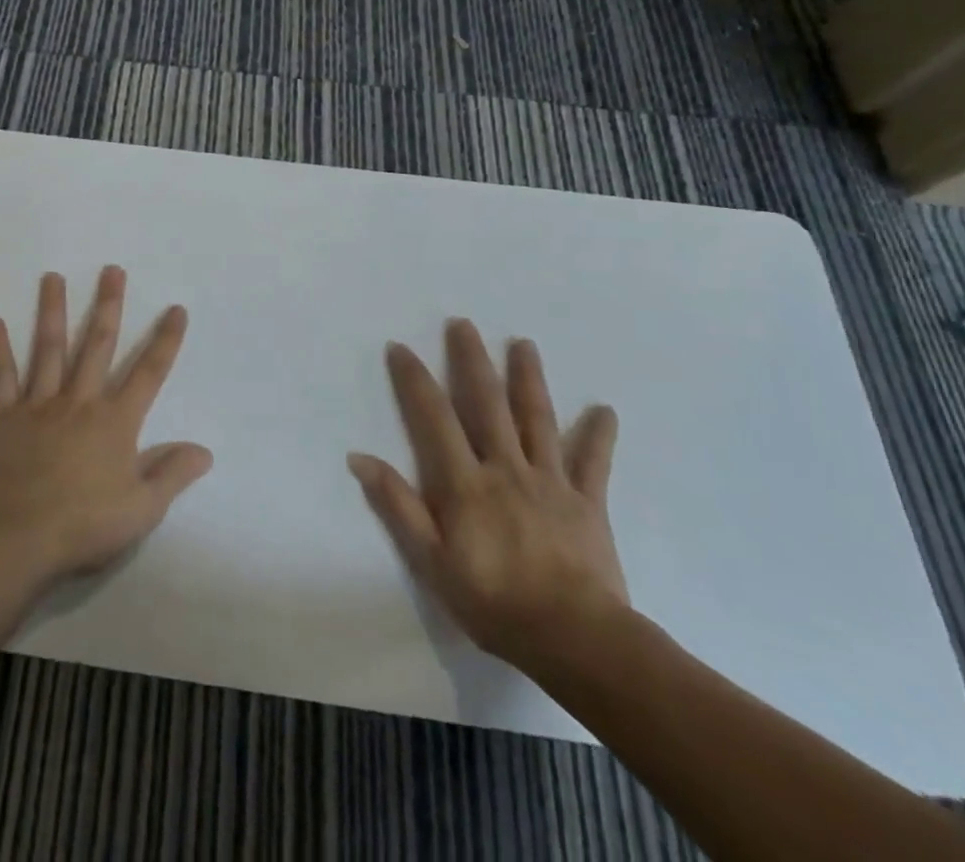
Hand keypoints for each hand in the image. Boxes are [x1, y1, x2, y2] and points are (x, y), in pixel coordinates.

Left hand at [0, 266, 213, 588]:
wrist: (15, 537)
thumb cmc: (82, 525)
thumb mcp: (141, 510)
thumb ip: (172, 475)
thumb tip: (205, 450)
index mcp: (115, 422)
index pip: (149, 373)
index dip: (165, 341)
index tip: (175, 309)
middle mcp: (80, 402)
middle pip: (97, 345)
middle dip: (108, 305)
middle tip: (112, 270)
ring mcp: (40, 404)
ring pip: (49, 348)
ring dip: (53, 311)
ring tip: (52, 277)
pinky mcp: (5, 415)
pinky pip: (2, 376)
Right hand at [348, 318, 626, 675]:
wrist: (577, 641)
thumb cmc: (494, 602)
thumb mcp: (431, 561)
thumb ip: (398, 506)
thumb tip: (360, 458)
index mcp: (466, 482)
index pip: (434, 418)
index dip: (415, 380)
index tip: (401, 347)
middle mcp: (506, 468)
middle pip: (487, 403)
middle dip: (472, 360)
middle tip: (463, 324)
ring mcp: (550, 482)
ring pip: (538, 419)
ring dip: (528, 379)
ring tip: (524, 344)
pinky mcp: (587, 503)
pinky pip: (593, 463)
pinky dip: (598, 435)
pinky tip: (605, 410)